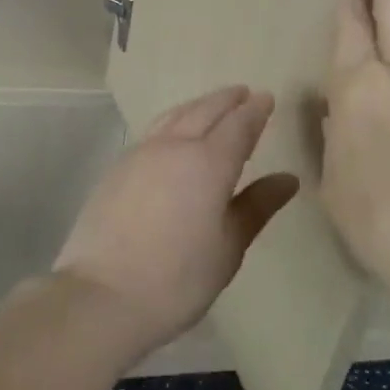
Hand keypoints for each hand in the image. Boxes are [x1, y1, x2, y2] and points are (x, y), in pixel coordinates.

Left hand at [55, 86, 298, 356]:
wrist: (101, 296)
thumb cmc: (177, 278)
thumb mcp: (228, 247)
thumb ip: (257, 206)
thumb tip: (287, 179)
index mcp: (209, 162)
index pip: (238, 124)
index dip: (255, 110)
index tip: (266, 98)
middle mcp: (174, 146)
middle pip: (205, 110)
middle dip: (227, 100)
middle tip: (243, 93)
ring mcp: (141, 153)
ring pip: (175, 115)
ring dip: (198, 105)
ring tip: (211, 106)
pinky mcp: (117, 167)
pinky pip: (154, 130)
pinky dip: (174, 121)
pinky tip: (174, 134)